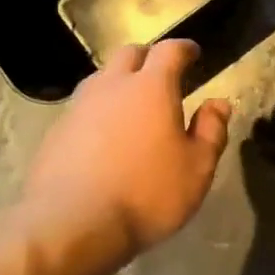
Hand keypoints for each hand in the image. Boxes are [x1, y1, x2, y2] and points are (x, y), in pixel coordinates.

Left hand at [17, 40, 230, 264]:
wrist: (70, 226)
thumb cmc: (147, 194)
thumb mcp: (197, 168)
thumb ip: (211, 131)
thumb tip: (218, 104)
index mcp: (151, 87)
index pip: (170, 51)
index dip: (184, 48)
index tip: (193, 53)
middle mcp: (112, 86)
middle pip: (129, 54)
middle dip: (148, 58)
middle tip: (162, 75)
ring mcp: (78, 107)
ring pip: (101, 79)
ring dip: (119, 83)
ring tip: (132, 106)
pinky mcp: (56, 132)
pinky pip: (82, 108)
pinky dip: (98, 112)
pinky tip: (105, 137)